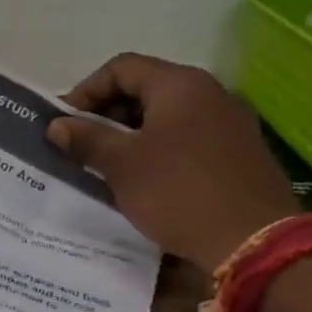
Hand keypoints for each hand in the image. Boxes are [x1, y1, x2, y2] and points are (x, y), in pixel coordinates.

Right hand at [46, 55, 297, 267]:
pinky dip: (160, 149)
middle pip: (145, 88)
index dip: (86, 91)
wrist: (255, 243)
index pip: (121, 68)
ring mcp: (230, 122)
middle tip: (83, 144)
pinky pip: (188, 138)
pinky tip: (146, 180)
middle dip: (107, 114)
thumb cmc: (179, 192)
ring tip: (108, 165)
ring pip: (167, 115)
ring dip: (132, 134)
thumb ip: (86, 138)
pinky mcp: (240, 153)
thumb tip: (57, 126)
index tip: (66, 123)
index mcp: (179, 84)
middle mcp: (209, 92)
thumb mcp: (121, 164)